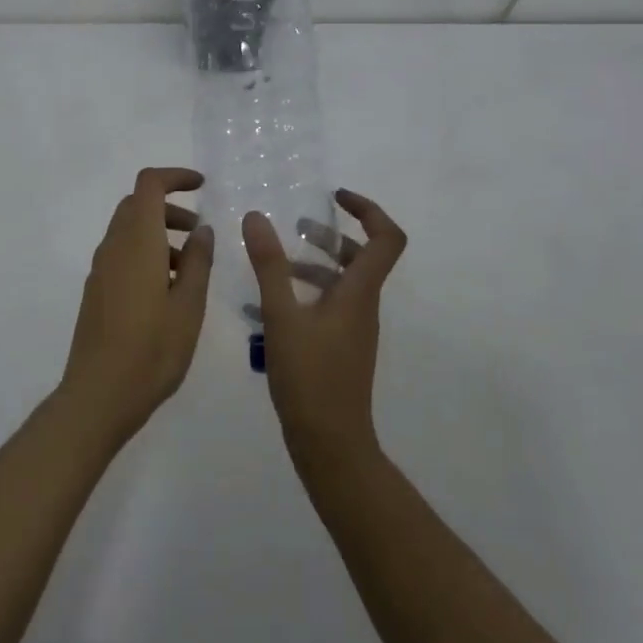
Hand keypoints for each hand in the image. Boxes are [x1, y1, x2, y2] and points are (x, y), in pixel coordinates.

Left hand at [59, 167, 212, 445]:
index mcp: (137, 241)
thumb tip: (202, 229)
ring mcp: (100, 268)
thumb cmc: (151, 349)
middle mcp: (114, 246)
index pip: (149, 185)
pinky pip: (122, 254)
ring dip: (160, 234)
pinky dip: (146, 253)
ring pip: (130, 230)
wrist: (98, 394)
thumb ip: (199, 261)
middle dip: (170, 209)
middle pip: (138, 205)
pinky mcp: (96, 290)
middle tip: (200, 233)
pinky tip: (167, 291)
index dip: (175, 177)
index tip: (202, 186)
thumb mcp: (189, 305)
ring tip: (191, 269)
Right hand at [243, 188, 406, 466]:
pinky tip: (269, 303)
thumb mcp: (281, 316)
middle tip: (297, 226)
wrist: (331, 445)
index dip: (368, 209)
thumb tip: (256, 217)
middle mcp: (364, 305)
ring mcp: (355, 329)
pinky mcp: (342, 347)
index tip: (336, 197)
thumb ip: (268, 265)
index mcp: (359, 292)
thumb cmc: (310, 377)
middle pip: (363, 257)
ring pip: (344, 281)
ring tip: (276, 261)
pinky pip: (330, 305)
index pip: (386, 238)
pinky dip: (306, 292)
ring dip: (315, 263)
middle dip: (333, 235)